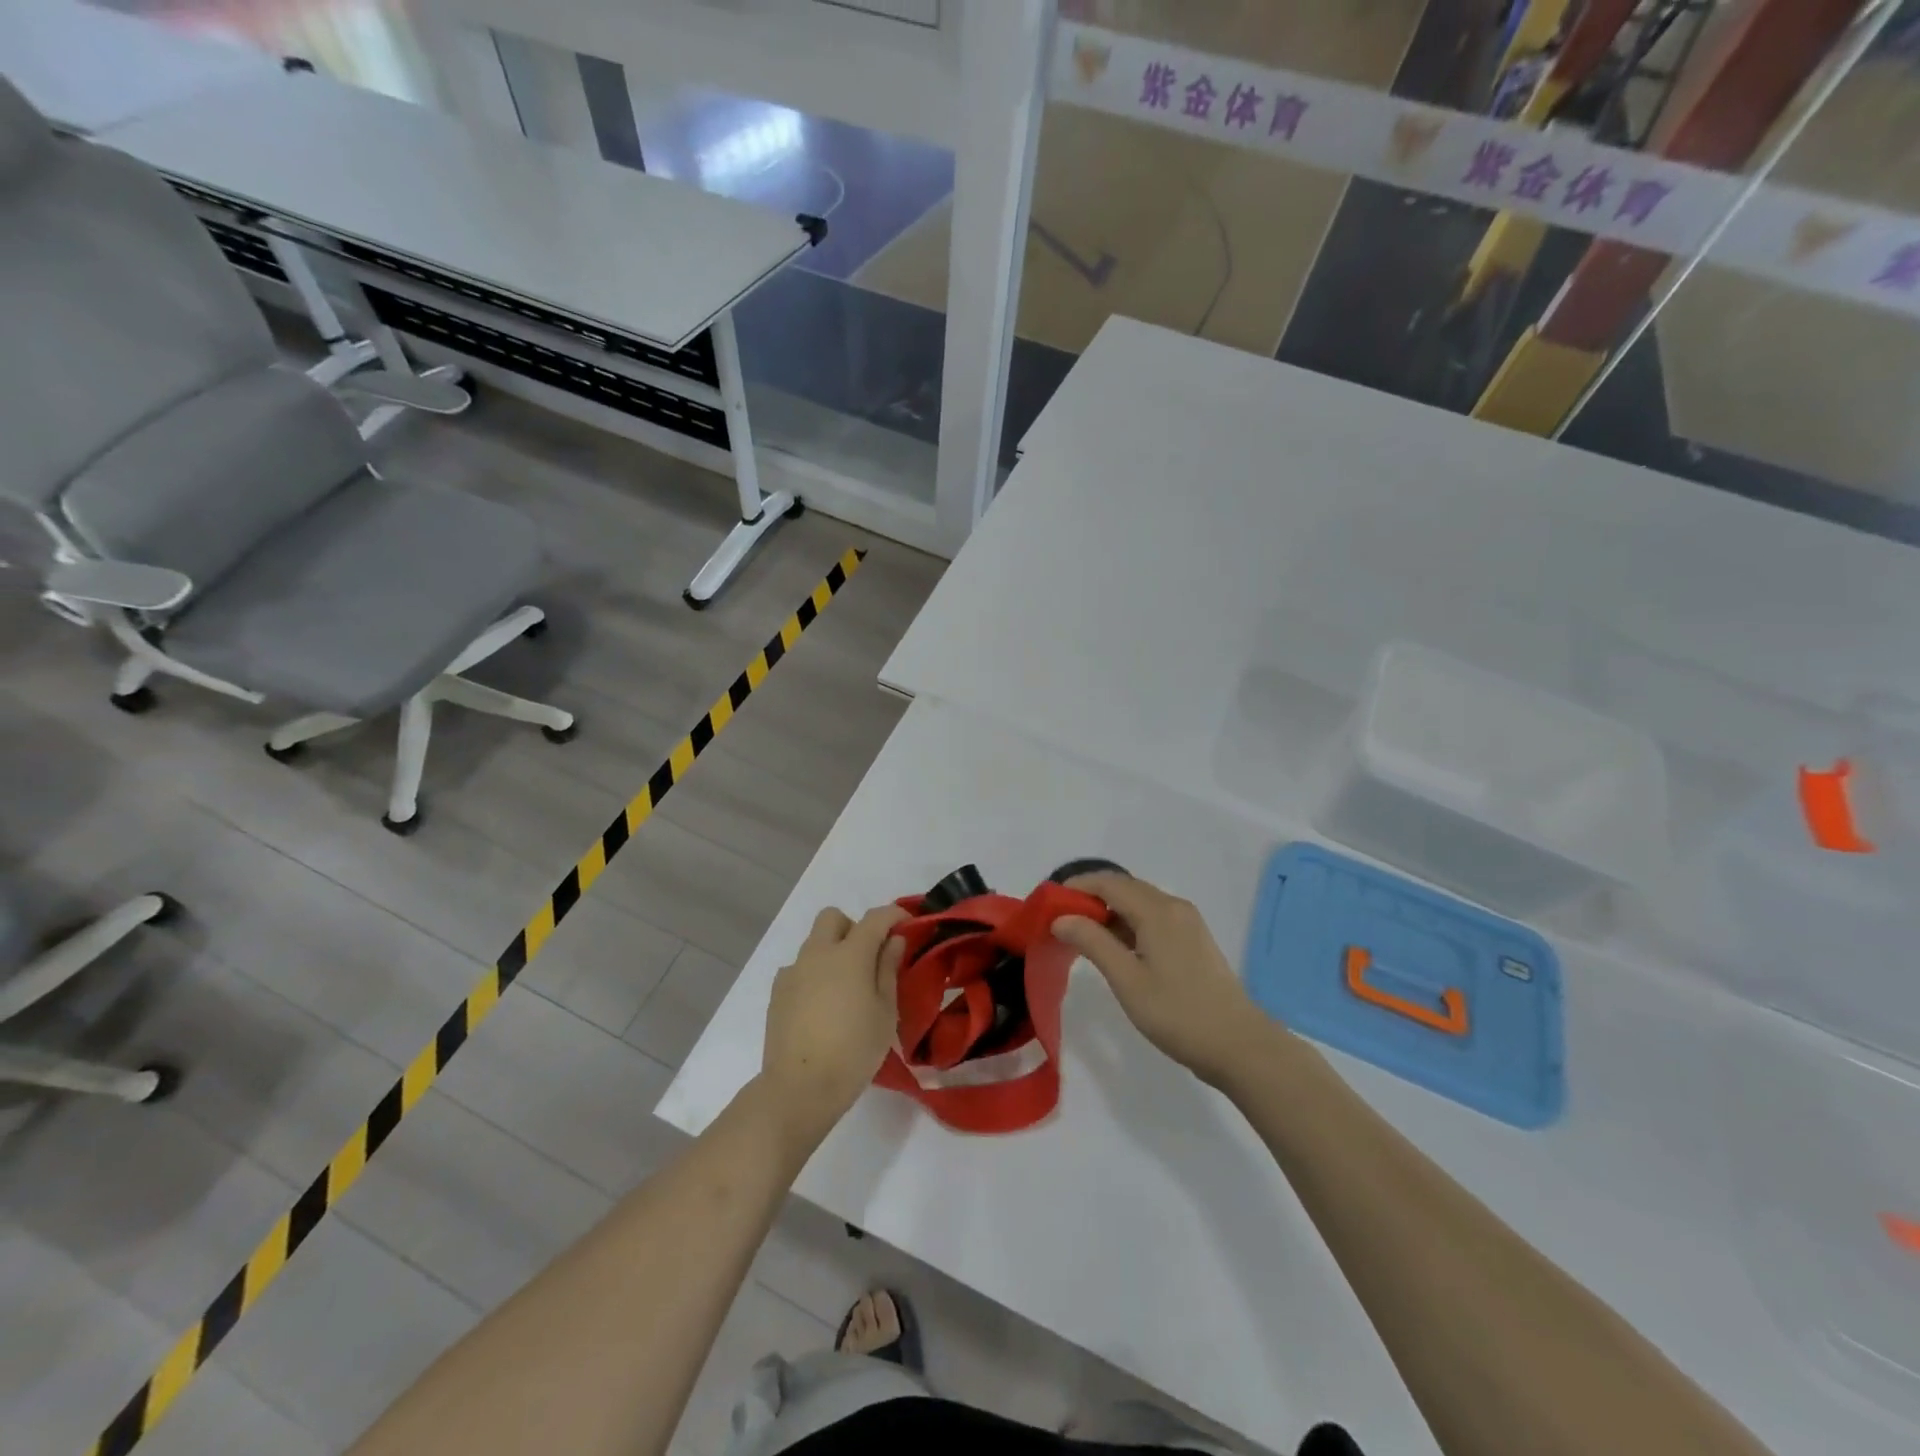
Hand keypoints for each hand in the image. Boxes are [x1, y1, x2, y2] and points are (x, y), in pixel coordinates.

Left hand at [760, 904, 907, 1147]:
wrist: (799, 1088)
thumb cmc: (853, 1050)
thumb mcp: (885, 1012)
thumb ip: (888, 969)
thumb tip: (892, 940)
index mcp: (849, 954)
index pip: (874, 918)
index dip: (893, 915)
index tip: (906, 924)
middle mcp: (818, 953)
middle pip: (833, 918)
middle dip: (853, 927)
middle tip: (869, 957)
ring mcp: (793, 972)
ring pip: (814, 943)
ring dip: (833, 951)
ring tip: (846, 988)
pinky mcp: (777, 993)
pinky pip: (799, 968)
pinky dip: (814, 975)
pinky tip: (822, 1006)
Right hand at [1052, 872, 1267, 1087]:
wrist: (1239, 1046)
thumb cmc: (1178, 1014)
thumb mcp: (1127, 980)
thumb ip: (1092, 943)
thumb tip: (1061, 918)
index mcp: (1157, 910)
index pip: (1107, 882)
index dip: (1075, 887)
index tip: (1048, 905)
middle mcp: (1173, 906)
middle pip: (1123, 888)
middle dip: (1089, 898)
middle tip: (1059, 922)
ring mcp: (1187, 922)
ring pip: (1138, 903)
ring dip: (1108, 913)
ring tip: (1080, 937)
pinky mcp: (1192, 940)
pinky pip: (1152, 918)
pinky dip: (1127, 925)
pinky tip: (1114, 949)